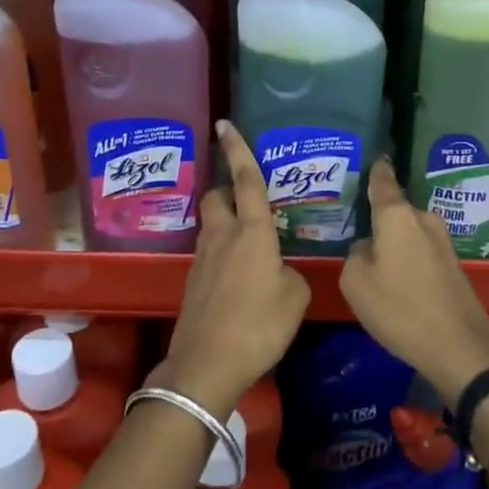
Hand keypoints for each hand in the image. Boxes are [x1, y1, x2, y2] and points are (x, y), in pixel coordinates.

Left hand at [151, 121, 309, 418]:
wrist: (207, 364)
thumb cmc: (258, 325)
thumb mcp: (294, 298)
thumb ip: (290, 274)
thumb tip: (280, 270)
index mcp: (252, 231)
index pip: (246, 180)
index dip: (238, 149)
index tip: (225, 123)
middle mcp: (223, 236)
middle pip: (217, 196)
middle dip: (228, 189)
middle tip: (250, 201)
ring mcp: (203, 258)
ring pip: (212, 224)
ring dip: (227, 223)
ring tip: (252, 243)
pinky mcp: (193, 280)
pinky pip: (210, 252)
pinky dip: (223, 252)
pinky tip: (240, 276)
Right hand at [340, 157, 488, 403]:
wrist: (459, 349)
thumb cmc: (400, 310)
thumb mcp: (356, 283)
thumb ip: (355, 255)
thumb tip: (368, 248)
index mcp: (398, 217)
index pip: (383, 182)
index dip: (376, 169)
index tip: (374, 156)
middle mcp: (424, 220)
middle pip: (395, 211)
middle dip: (378, 218)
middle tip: (356, 228)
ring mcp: (443, 243)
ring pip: (408, 233)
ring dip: (394, 242)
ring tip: (374, 258)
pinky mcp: (454, 266)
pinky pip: (421, 251)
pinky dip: (407, 259)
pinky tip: (397, 280)